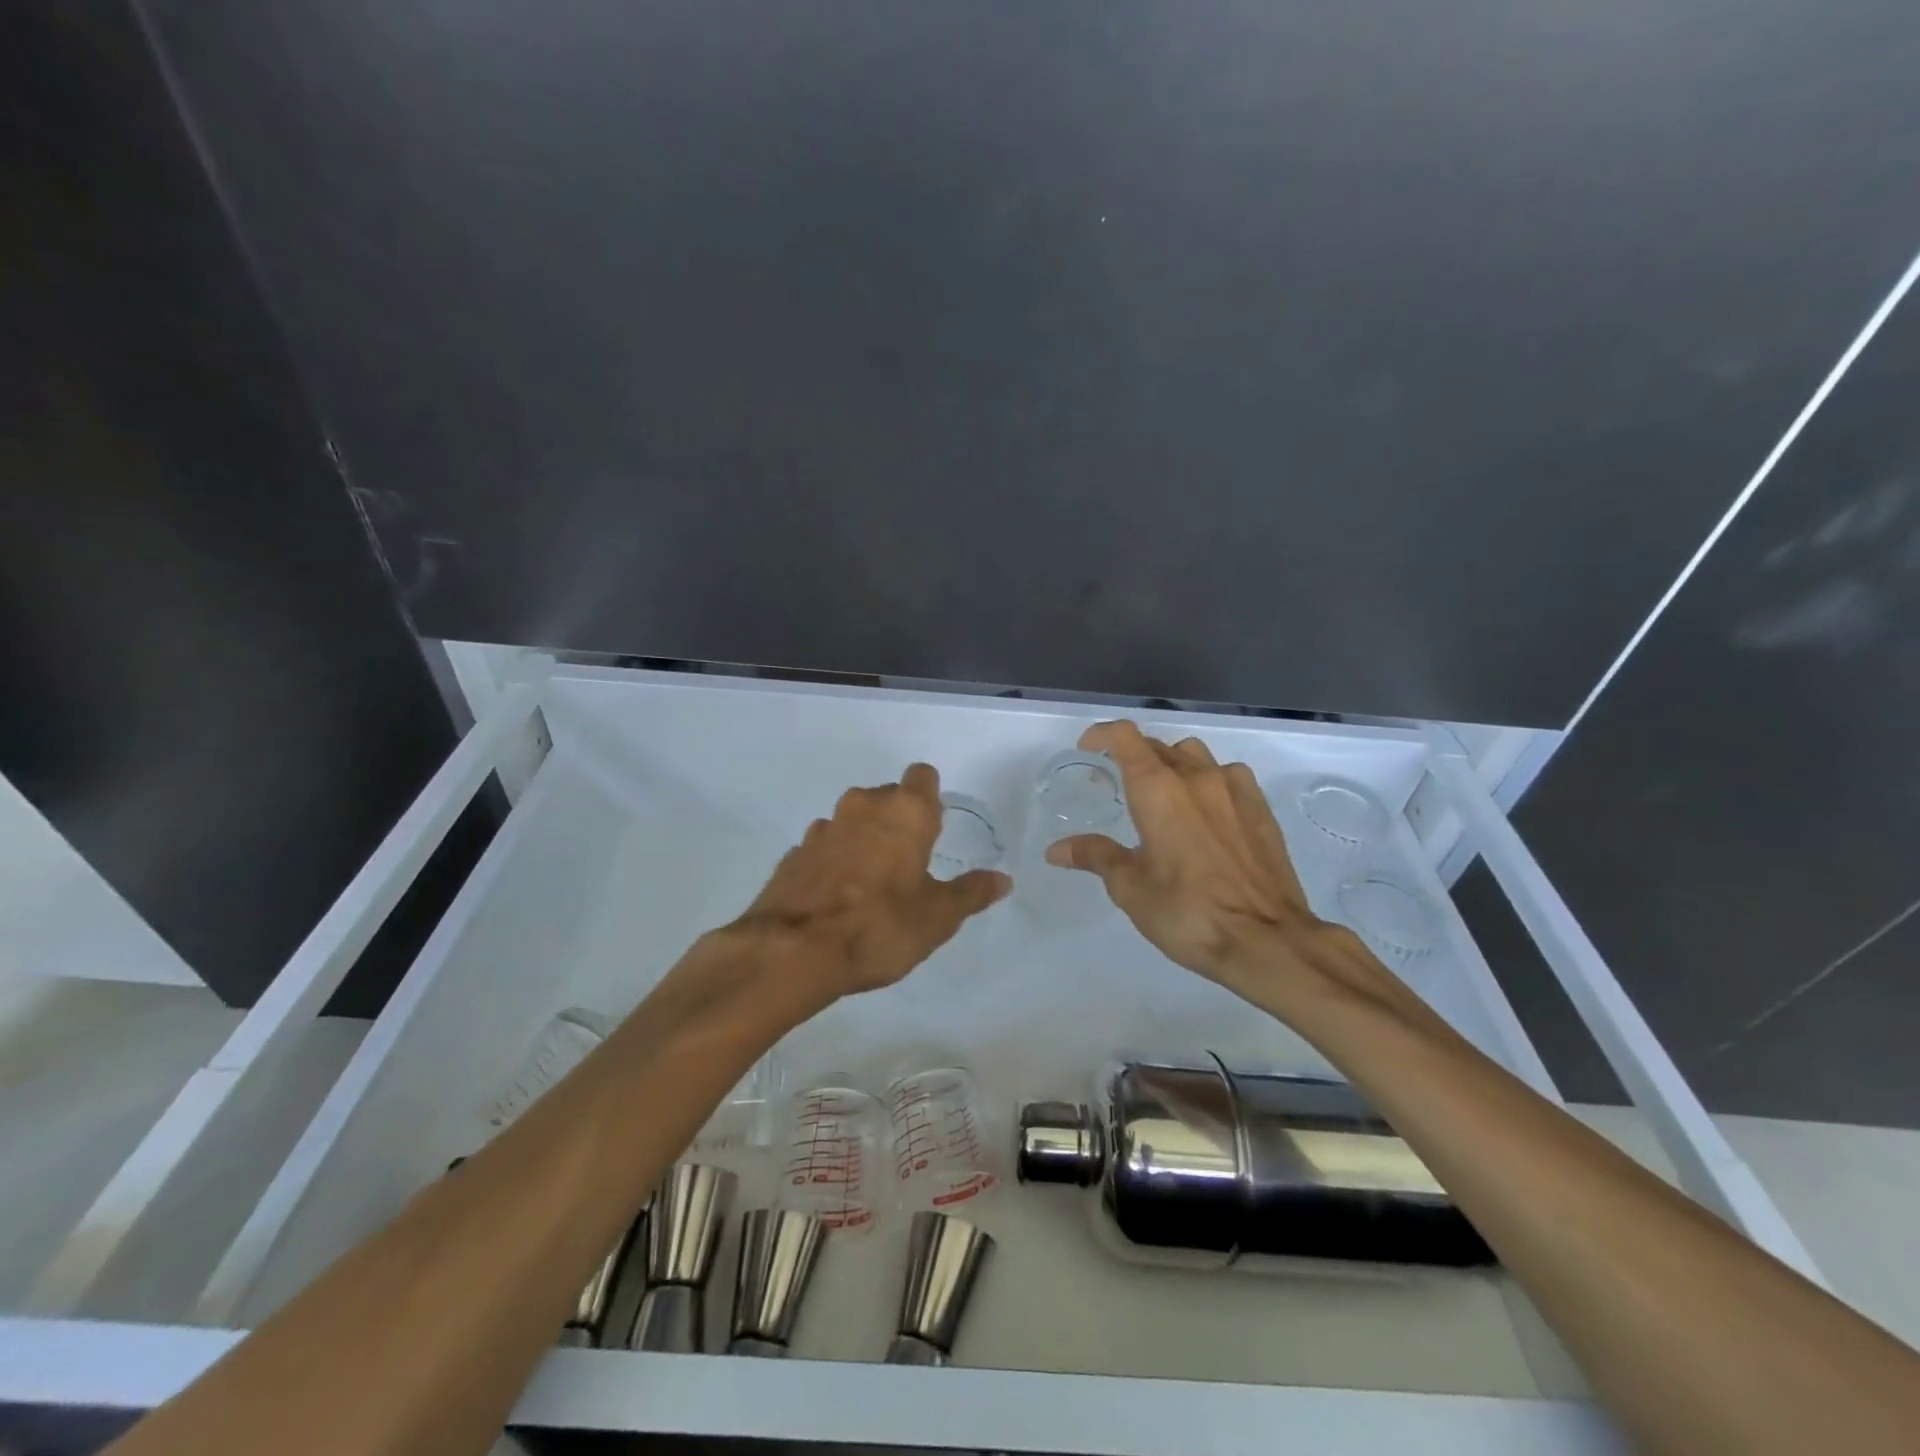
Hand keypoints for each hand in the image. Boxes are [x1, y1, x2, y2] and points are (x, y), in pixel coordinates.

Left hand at [728, 763, 1010, 1002]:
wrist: (793, 951)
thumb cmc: (879, 927)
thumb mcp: (937, 917)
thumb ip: (971, 893)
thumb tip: (1002, 880)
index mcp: (905, 812)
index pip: (923, 777)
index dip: (931, 798)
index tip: (934, 830)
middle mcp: (862, 807)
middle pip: (887, 797)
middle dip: (898, 821)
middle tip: (908, 864)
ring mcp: (823, 828)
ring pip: (852, 821)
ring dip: (864, 840)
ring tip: (871, 886)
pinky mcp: (794, 853)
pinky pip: (824, 847)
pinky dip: (833, 862)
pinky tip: (837, 899)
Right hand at [1045, 721, 1353, 1004]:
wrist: (1267, 939)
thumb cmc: (1188, 912)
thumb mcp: (1131, 888)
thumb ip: (1095, 857)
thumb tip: (1056, 850)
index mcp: (1157, 789)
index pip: (1125, 737)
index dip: (1102, 734)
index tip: (1088, 748)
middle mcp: (1195, 777)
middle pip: (1157, 746)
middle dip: (1132, 757)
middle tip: (1118, 786)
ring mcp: (1234, 788)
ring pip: (1194, 755)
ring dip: (1171, 764)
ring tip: (1163, 795)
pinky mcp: (1260, 808)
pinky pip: (1228, 774)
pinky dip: (1208, 780)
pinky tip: (1207, 811)